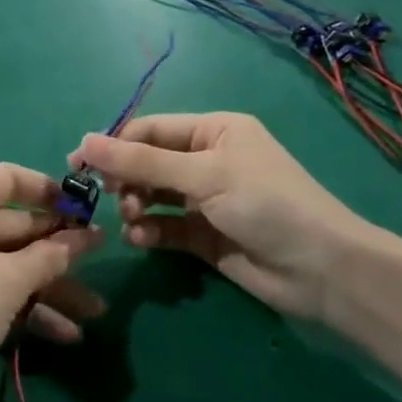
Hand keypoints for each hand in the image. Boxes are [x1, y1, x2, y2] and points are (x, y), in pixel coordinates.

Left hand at [0, 164, 103, 401]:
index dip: (50, 192)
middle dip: (57, 251)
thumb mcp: (8, 283)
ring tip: (94, 312)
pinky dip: (19, 300)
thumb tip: (88, 235)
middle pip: (12, 224)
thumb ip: (51, 255)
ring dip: (47, 285)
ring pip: (4, 259)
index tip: (85, 209)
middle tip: (101, 261)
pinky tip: (63, 333)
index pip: (9, 178)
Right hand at [71, 114, 388, 321]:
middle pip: (148, 162)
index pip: (150, 130)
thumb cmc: (265, 204)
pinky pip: (165, 226)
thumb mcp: (202, 175)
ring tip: (132, 220)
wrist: (323, 272)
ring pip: (153, 196)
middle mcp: (208, 160)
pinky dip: (150, 231)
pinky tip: (142, 240)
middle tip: (106, 199)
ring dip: (135, 206)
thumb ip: (141, 161)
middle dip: (126, 179)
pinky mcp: (206, 236)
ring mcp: (207, 199)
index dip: (113, 144)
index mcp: (213, 131)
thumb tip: (84, 141)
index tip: (77, 165)